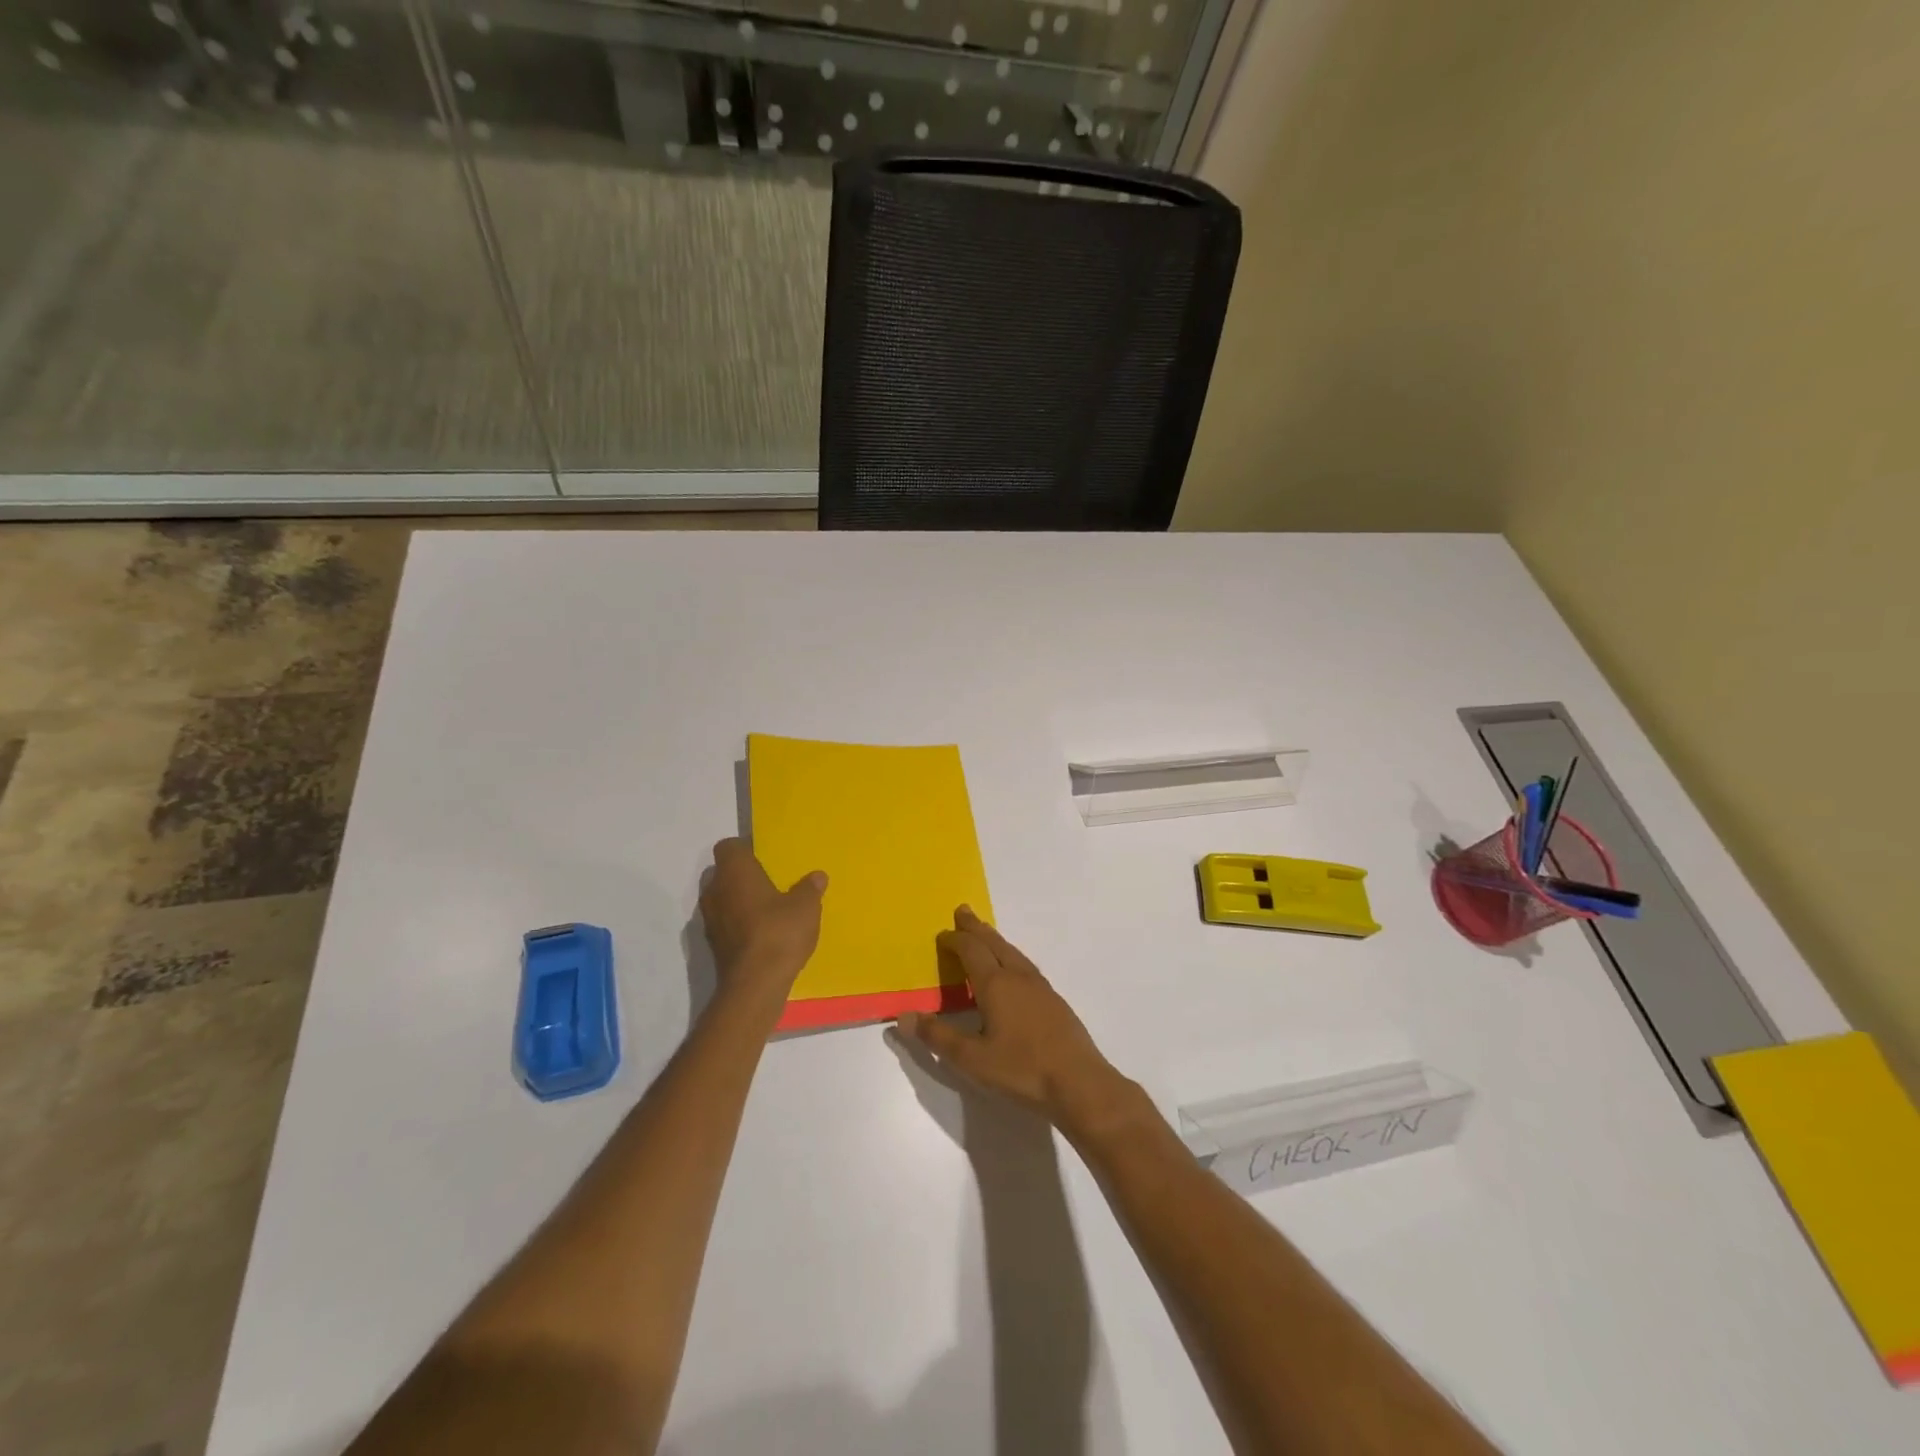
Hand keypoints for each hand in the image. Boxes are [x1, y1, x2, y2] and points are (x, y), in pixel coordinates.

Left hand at [699, 839, 826, 1007]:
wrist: (754, 985)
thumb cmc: (779, 932)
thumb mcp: (806, 907)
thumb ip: (809, 888)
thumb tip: (816, 876)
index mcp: (734, 871)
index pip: (728, 846)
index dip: (745, 849)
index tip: (766, 858)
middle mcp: (715, 890)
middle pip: (724, 872)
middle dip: (744, 876)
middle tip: (771, 882)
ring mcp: (710, 919)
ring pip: (723, 899)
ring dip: (740, 901)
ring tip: (769, 909)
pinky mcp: (713, 944)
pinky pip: (726, 922)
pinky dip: (740, 923)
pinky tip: (763, 933)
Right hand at [895, 907, 1139, 1141]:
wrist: (1080, 1082)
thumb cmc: (1022, 1070)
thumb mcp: (972, 1059)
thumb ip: (937, 1037)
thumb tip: (903, 1017)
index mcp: (996, 984)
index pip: (971, 951)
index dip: (955, 940)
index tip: (942, 933)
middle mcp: (1018, 977)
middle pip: (994, 943)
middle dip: (976, 927)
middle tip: (963, 911)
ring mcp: (1040, 987)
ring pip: (1013, 952)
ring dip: (995, 940)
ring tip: (985, 935)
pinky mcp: (1054, 1001)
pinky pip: (1025, 966)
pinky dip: (1011, 956)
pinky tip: (1014, 970)